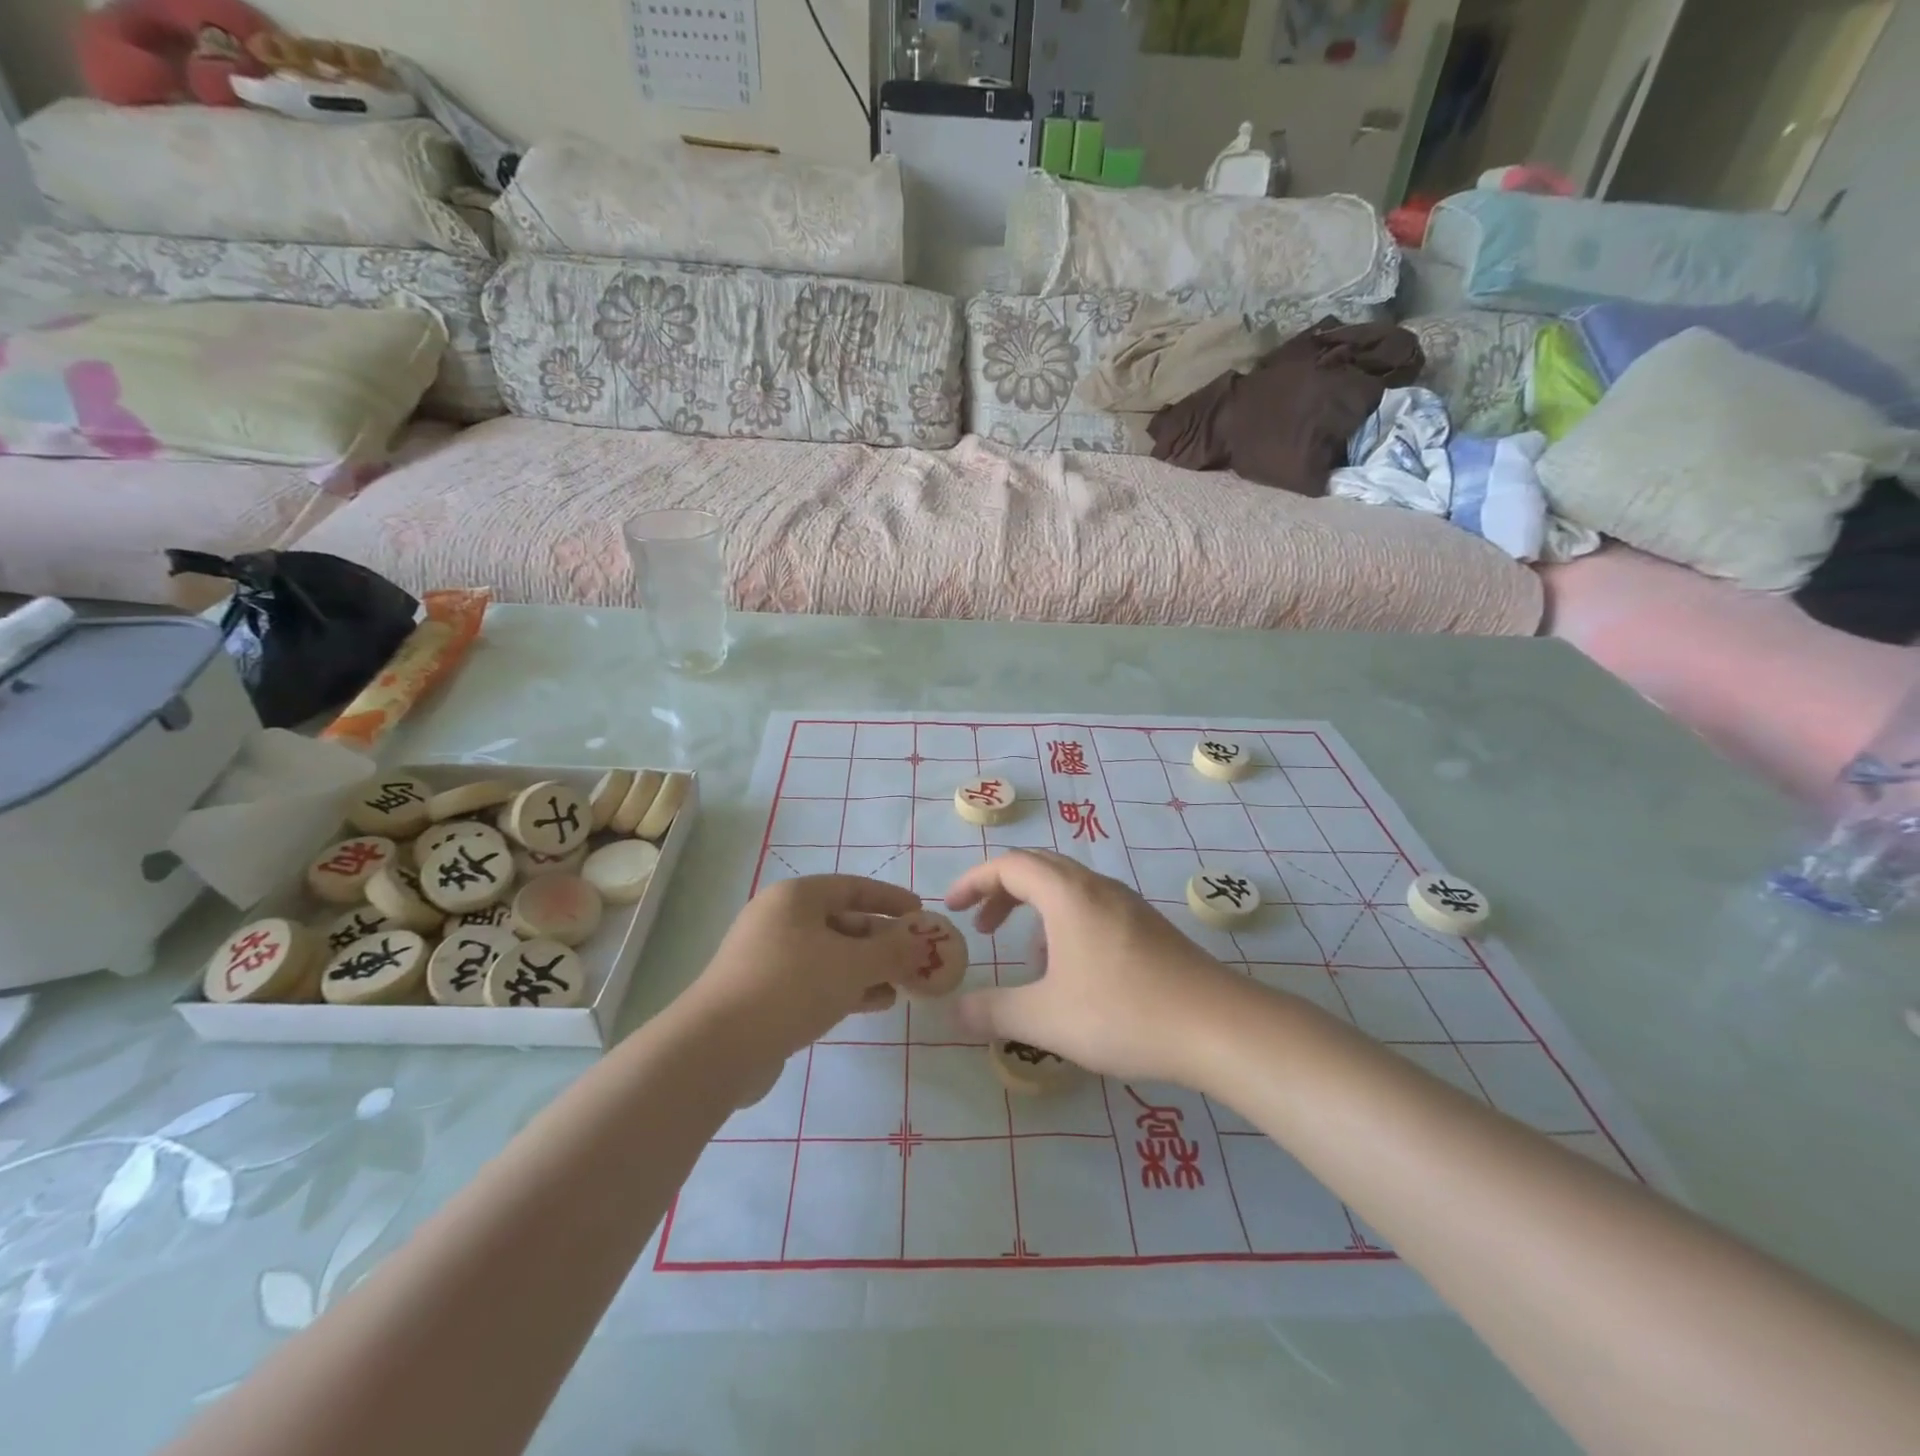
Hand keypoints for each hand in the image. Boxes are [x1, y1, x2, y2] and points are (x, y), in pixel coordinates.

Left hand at [679, 875, 922, 1068]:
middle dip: (882, 939)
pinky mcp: (765, 994)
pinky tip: (875, 1003)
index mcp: (796, 898)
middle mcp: (780, 920)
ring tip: (903, 984)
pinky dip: (847, 988)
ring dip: (868, 967)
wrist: (719, 1047)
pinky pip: (816, 981)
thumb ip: (893, 951)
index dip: (890, 899)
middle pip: (843, 921)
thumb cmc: (791, 986)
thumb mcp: (853, 964)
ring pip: (831, 955)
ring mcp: (769, 958)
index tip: (921, 913)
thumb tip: (921, 943)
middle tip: (916, 957)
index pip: (853, 887)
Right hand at [946, 851, 1241, 1085]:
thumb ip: (993, 1011)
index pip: (1009, 865)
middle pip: (1038, 868)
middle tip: (982, 928)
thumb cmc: (1123, 1012)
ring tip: (1029, 961)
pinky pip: (1092, 908)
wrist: (1218, 1027)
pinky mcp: (1148, 927)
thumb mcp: (1046, 1018)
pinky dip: (1065, 926)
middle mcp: (1097, 887)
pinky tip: (1073, 974)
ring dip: (1036, 911)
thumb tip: (953, 1011)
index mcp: (1067, 893)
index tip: (951, 908)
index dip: (974, 881)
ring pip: (1068, 889)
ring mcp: (1128, 905)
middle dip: (1002, 892)